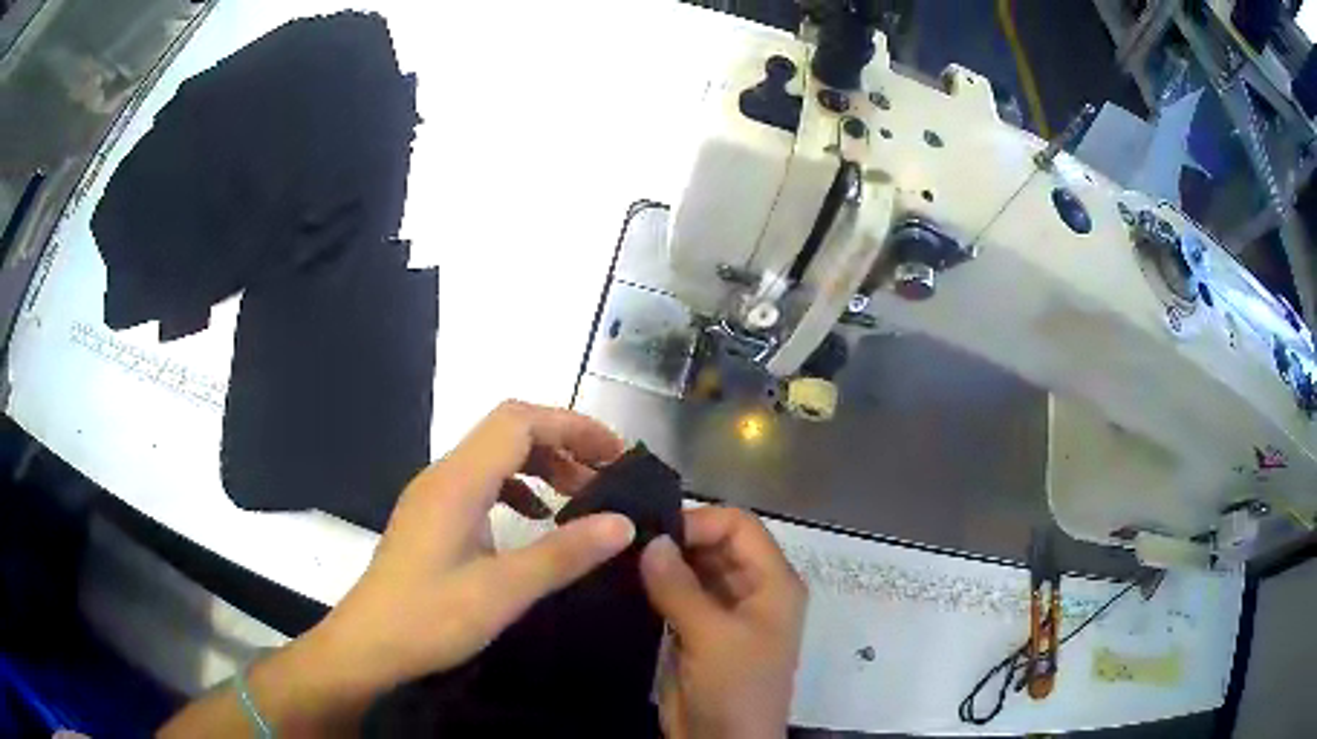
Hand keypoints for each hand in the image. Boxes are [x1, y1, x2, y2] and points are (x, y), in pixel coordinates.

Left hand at [309, 400, 635, 692]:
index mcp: (458, 481)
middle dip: (562, 442)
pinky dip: (516, 488)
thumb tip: (622, 524)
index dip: (572, 426)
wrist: (368, 644)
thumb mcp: (504, 591)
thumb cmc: (430, 617)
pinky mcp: (431, 518)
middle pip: (508, 431)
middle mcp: (443, 476)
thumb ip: (564, 553)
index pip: (520, 422)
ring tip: (579, 495)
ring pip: (494, 456)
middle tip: (606, 476)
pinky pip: (481, 483)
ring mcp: (434, 496)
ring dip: (540, 464)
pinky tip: (534, 518)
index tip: (616, 454)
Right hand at [641, 507, 806, 738]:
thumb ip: (680, 587)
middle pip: (716, 544)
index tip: (651, 533)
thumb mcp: (712, 637)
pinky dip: (656, 587)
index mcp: (773, 582)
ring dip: (663, 563)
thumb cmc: (734, 688)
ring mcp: (724, 611)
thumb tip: (649, 540)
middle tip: (626, 541)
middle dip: (676, 540)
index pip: (739, 526)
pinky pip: (678, 595)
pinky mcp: (698, 631)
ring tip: (619, 557)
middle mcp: (752, 589)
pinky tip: (624, 582)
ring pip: (694, 569)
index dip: (699, 523)